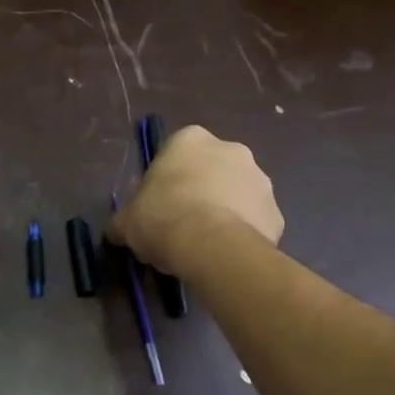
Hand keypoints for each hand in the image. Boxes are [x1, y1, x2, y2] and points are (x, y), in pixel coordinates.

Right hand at [107, 126, 282, 273]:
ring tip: (204, 244)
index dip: (165, 180)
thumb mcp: (127, 221)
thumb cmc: (162, 218)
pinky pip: (255, 221)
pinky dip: (243, 233)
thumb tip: (117, 230)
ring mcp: (260, 179)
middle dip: (200, 191)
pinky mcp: (277, 212)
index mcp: (190, 140)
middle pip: (210, 169)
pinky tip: (225, 254)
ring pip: (236, 194)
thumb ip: (124, 219)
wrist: (212, 247)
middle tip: (181, 223)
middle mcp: (230, 149)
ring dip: (224, 210)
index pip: (175, 152)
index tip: (158, 204)